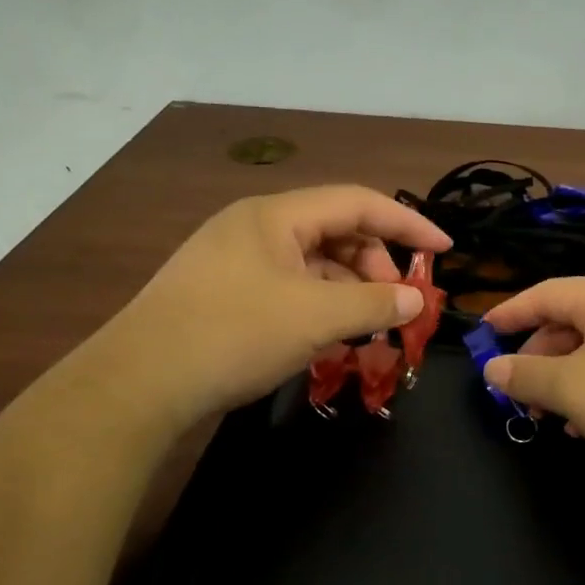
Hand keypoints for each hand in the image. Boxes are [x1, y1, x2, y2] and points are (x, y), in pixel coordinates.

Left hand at [100, 185, 450, 430]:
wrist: (140, 382)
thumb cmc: (233, 334)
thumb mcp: (314, 317)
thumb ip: (372, 303)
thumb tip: (414, 300)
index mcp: (276, 215)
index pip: (357, 202)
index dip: (407, 223)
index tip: (444, 249)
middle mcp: (255, 227)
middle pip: (334, 230)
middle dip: (375, 263)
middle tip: (396, 305)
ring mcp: (234, 259)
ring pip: (310, 263)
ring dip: (346, 288)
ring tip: (365, 327)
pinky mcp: (222, 292)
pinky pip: (287, 286)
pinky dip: (316, 304)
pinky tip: (326, 336)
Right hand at [482, 278, 584, 488]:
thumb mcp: (573, 389)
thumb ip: (526, 375)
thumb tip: (492, 367)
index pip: (544, 293)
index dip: (509, 313)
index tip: (484, 334)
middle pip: (573, 322)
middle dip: (540, 358)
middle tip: (521, 394)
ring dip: (571, 381)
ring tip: (558, 419)